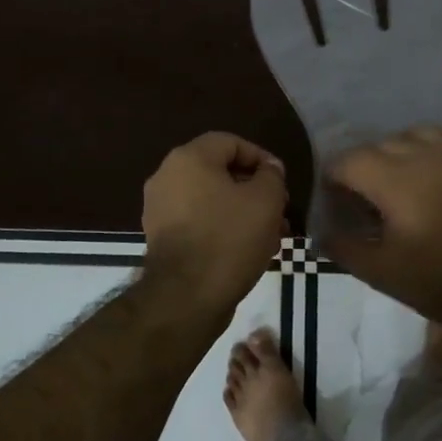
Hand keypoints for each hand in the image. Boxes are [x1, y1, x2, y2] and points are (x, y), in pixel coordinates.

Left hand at [141, 133, 286, 318]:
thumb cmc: (229, 238)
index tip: (281, 181)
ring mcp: (159, 209)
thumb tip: (268, 169)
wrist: (186, 297)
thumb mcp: (265, 200)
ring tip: (271, 235)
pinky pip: (198, 223)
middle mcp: (167, 177)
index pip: (230, 142)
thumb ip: (271, 176)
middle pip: (219, 173)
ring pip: (211, 201)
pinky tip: (248, 251)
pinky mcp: (160, 239)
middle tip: (280, 211)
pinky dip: (222, 229)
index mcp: (188, 158)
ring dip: (242, 212)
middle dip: (254, 190)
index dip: (261, 158)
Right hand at [322, 125, 441, 326]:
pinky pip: (437, 137)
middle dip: (361, 169)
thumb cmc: (436, 280)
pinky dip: (423, 148)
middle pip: (374, 146)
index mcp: (394, 179)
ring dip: (392, 155)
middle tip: (362, 201)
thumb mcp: (379, 271)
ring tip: (395, 183)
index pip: (347, 161)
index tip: (335, 201)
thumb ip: (342, 246)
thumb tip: (320, 231)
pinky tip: (424, 173)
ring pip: (406, 136)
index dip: (333, 179)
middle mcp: (421, 153)